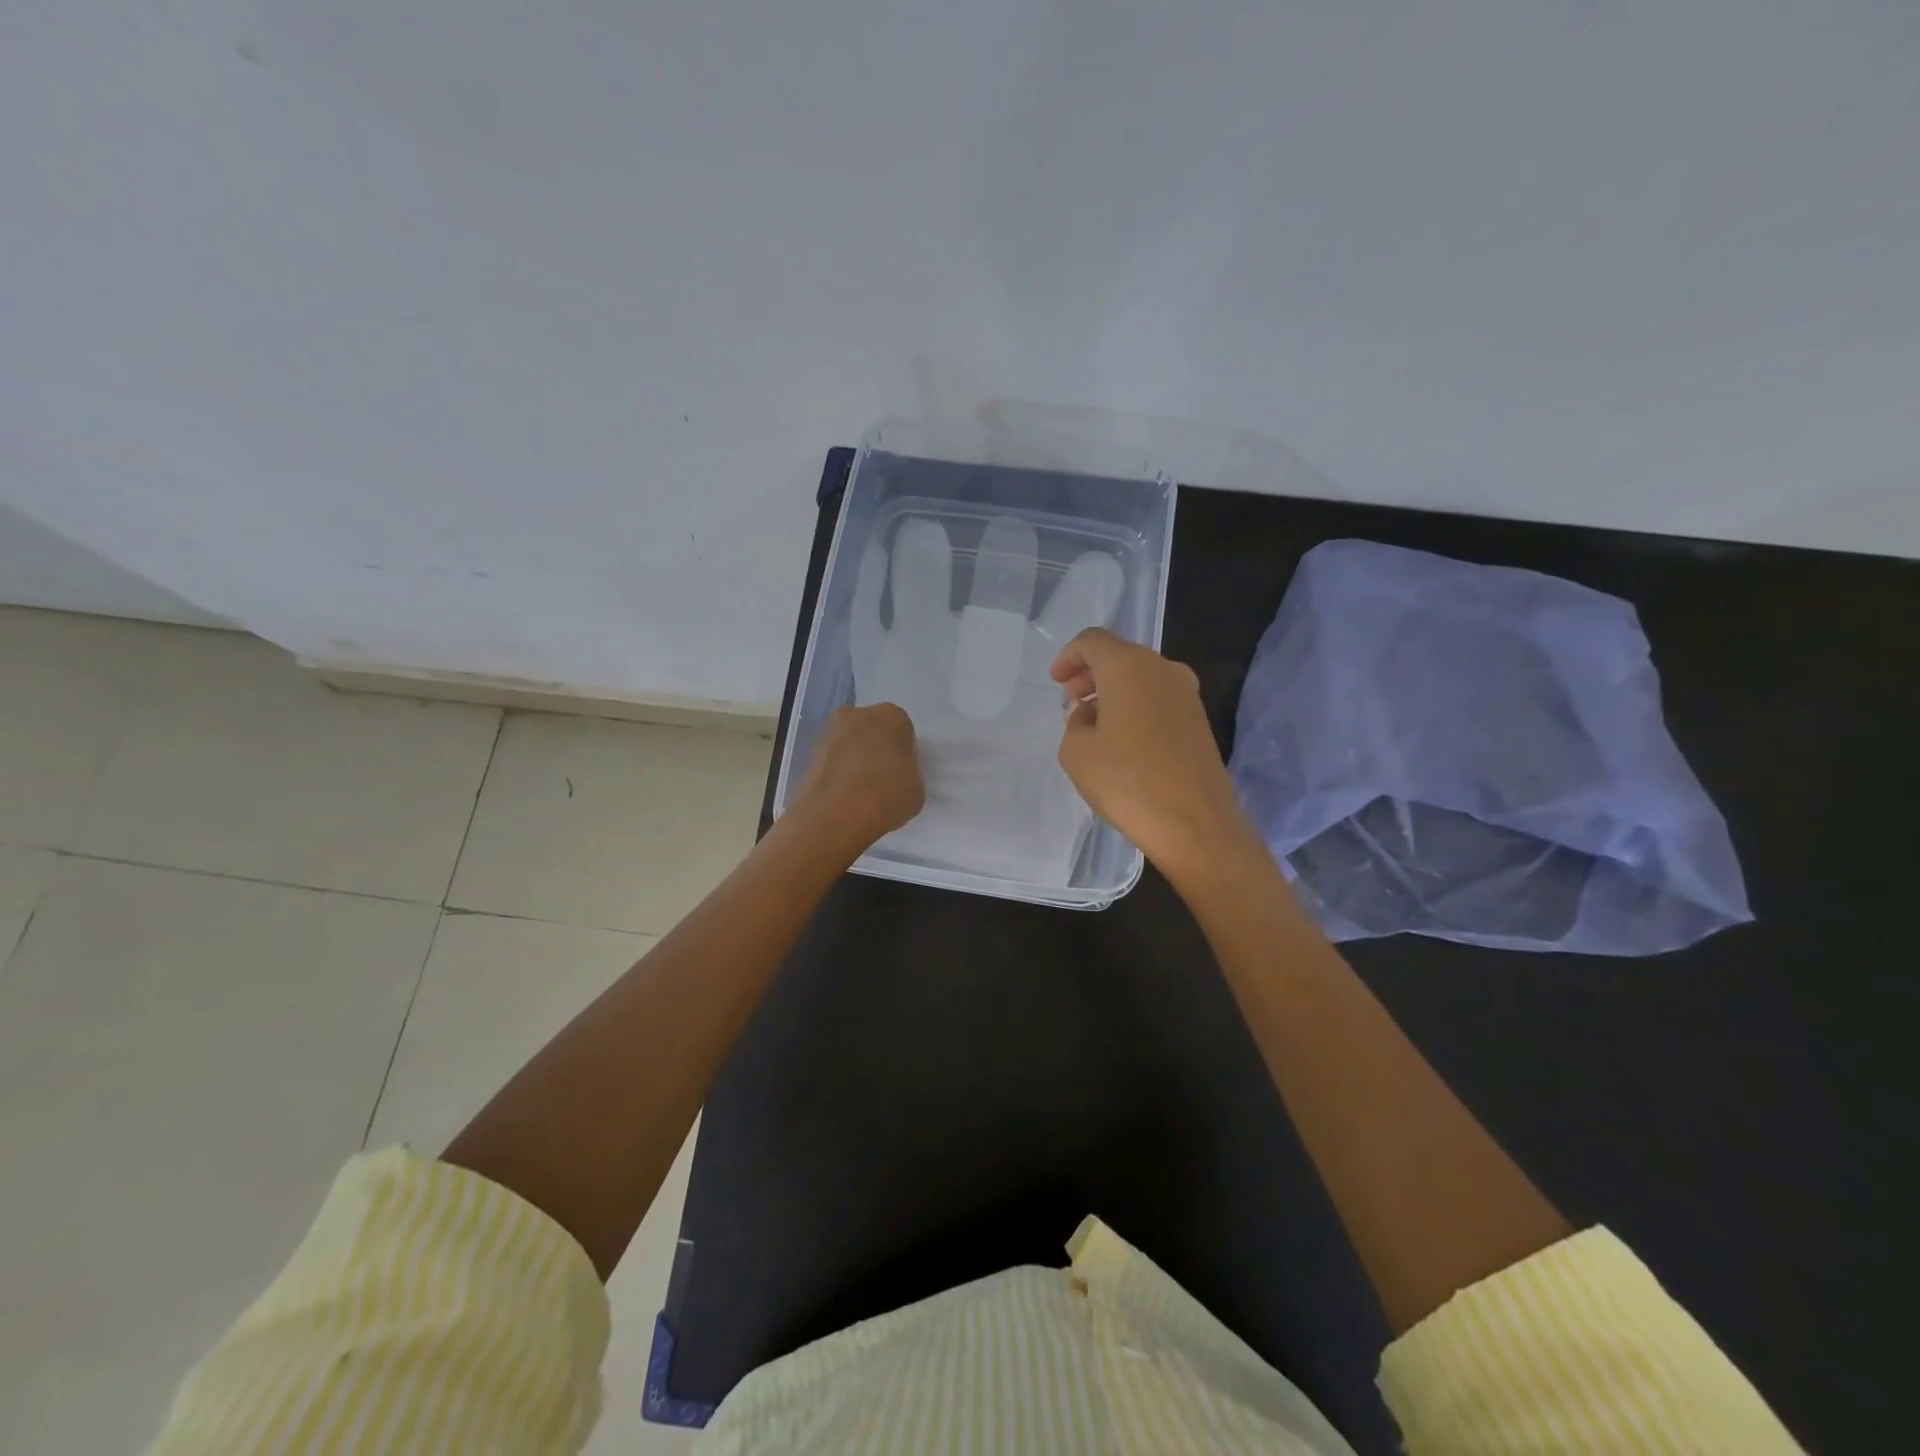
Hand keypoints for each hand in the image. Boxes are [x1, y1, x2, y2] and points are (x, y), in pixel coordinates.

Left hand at [791, 702, 925, 857]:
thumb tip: (896, 776)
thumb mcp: (917, 787)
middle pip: (871, 730)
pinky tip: (844, 797)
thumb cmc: (889, 794)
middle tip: (881, 779)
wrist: (839, 813)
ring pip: (849, 744)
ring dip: (853, 760)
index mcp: (892, 716)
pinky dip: (837, 774)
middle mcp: (858, 714)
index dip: (903, 752)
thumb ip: (908, 773)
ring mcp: (829, 732)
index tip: (902, 772)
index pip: (902, 729)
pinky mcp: (809, 753)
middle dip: (875, 749)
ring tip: (860, 793)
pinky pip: (832, 761)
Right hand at [1051, 629, 1257, 880]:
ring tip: (1093, 722)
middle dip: (1091, 673)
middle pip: (1120, 655)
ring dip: (1113, 691)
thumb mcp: (1077, 751)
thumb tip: (1093, 713)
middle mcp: (1162, 669)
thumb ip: (1075, 722)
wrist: (1194, 823)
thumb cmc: (1127, 781)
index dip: (1069, 656)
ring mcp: (1187, 693)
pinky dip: (1135, 705)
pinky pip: (1158, 698)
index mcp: (1129, 667)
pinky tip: (1122, 738)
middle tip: (1071, 700)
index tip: (1056, 682)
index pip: (1092, 641)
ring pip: (1141, 676)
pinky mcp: (1199, 719)